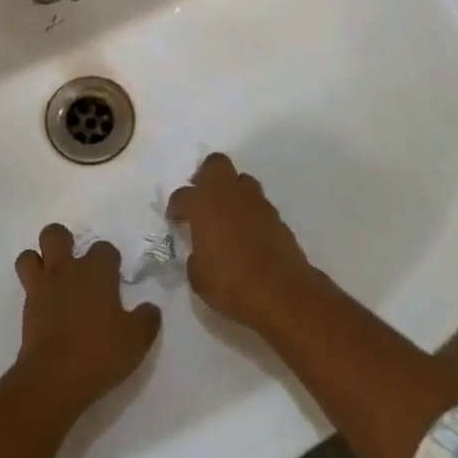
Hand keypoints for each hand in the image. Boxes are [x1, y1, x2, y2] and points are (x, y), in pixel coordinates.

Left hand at [12, 224, 161, 419]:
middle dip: (63, 242)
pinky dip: (33, 291)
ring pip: (29, 255)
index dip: (109, 260)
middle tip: (74, 264)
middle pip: (55, 235)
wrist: (54, 379)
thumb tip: (150, 308)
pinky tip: (45, 307)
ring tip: (51, 278)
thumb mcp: (136, 341)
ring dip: (39, 262)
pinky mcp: (26, 309)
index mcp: (96, 271)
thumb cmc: (99, 353)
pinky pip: (25, 287)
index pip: (104, 248)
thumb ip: (147, 320)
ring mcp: (42, 287)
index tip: (113, 276)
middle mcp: (67, 270)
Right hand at [167, 153, 324, 336]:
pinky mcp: (277, 216)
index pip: (182, 196)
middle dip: (206, 176)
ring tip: (228, 216)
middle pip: (216, 164)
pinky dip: (250, 213)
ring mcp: (256, 202)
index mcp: (203, 205)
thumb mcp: (199, 278)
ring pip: (241, 180)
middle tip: (202, 198)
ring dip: (232, 192)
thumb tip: (200, 252)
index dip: (176, 207)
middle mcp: (229, 194)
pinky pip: (258, 204)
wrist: (282, 293)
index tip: (175, 220)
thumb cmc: (232, 284)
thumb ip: (196, 257)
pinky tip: (249, 234)